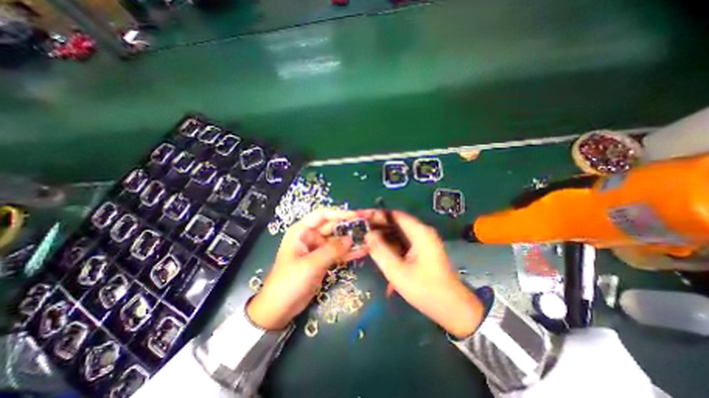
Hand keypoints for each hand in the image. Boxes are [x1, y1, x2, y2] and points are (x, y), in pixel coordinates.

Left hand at [248, 210, 367, 330]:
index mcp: (302, 231)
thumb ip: (331, 250)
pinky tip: (363, 251)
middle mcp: (311, 236)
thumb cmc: (289, 282)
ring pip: (337, 240)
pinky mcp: (323, 260)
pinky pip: (338, 252)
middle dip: (348, 227)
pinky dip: (349, 252)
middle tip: (366, 227)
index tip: (356, 216)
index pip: (322, 215)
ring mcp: (318, 249)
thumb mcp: (310, 265)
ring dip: (351, 240)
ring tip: (368, 239)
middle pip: (332, 226)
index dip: (339, 213)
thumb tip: (351, 238)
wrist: (279, 308)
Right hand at [366, 210, 482, 336]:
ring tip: (365, 240)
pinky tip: (377, 251)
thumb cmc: (425, 290)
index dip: (376, 214)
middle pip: (395, 223)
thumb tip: (367, 235)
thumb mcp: (398, 271)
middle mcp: (421, 233)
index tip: (360, 217)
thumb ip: (380, 251)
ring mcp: (421, 242)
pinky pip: (401, 242)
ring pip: (397, 233)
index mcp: (419, 233)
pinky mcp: (420, 250)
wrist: (452, 309)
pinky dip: (389, 245)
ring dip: (382, 236)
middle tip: (359, 229)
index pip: (394, 215)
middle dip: (377, 225)